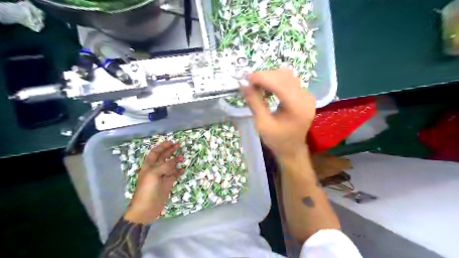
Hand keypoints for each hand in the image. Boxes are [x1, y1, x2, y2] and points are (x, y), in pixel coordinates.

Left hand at [125, 141, 183, 223]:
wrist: (147, 208)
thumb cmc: (147, 189)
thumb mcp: (154, 174)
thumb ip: (166, 166)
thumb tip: (176, 160)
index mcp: (149, 166)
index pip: (155, 153)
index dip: (162, 147)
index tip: (171, 142)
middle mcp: (155, 169)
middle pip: (163, 157)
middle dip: (170, 151)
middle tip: (178, 146)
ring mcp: (162, 176)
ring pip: (170, 165)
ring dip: (176, 160)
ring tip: (182, 156)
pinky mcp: (167, 183)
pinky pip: (174, 175)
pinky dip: (179, 171)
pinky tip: (183, 168)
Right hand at [240, 69, 315, 159]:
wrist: (292, 149)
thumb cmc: (277, 140)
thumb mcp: (262, 123)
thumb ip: (254, 102)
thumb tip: (243, 84)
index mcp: (297, 107)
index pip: (280, 84)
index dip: (262, 77)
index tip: (246, 78)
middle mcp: (306, 98)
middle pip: (284, 77)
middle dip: (265, 76)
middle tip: (250, 83)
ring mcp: (307, 96)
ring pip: (287, 76)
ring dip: (270, 78)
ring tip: (258, 87)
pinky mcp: (305, 96)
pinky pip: (290, 82)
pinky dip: (276, 82)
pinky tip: (268, 90)